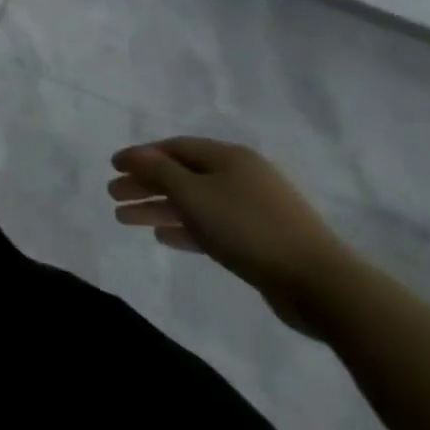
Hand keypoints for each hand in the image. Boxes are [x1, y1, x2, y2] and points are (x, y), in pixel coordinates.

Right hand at [108, 137, 355, 335]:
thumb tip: (136, 155)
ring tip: (124, 219)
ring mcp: (253, 208)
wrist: (318, 282)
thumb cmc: (246, 227)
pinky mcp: (259, 239)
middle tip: (113, 195)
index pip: (174, 147)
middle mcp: (241, 176)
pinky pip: (210, 225)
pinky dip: (184, 227)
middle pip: (182, 174)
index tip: (112, 167)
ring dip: (158, 208)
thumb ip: (158, 171)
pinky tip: (162, 236)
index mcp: (229, 157)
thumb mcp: (193, 193)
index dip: (140, 155)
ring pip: (193, 202)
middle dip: (144, 183)